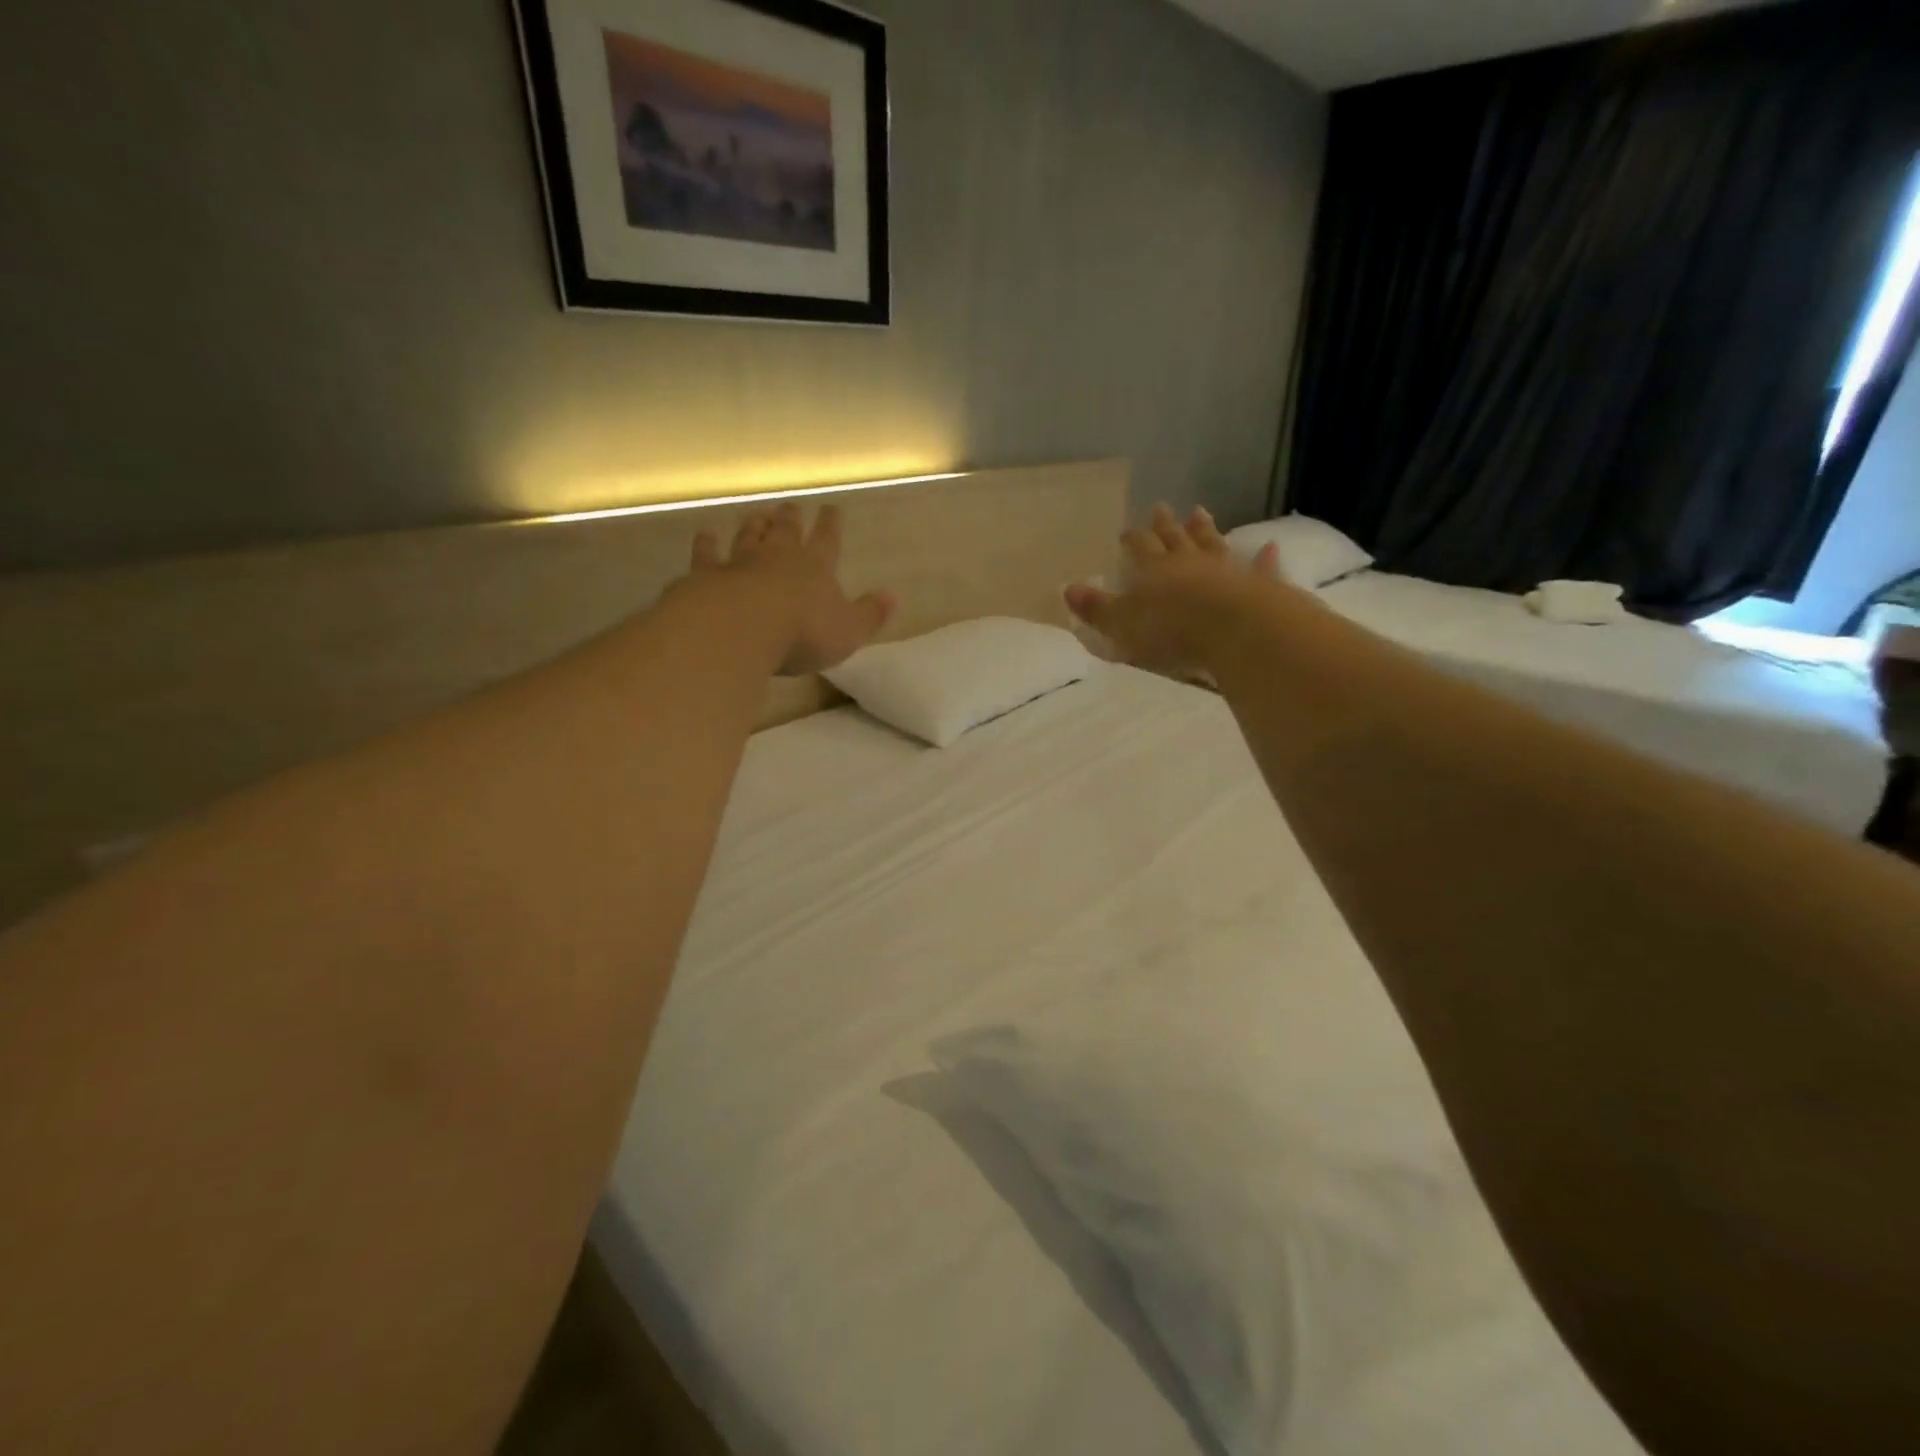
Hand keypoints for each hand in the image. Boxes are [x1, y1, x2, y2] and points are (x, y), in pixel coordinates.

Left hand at [691, 502, 898, 676]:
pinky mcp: (706, 575)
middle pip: (786, 531)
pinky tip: (705, 535)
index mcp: (816, 567)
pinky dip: (707, 544)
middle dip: (792, 518)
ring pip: (749, 536)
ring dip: (755, 525)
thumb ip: (870, 613)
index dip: (831, 524)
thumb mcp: (848, 630)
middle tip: (792, 506)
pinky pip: (707, 555)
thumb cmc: (803, 632)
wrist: (740, 628)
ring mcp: (739, 562)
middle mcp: (778, 556)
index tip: (832, 508)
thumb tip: (893, 595)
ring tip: (758, 514)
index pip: (827, 539)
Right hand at [1065, 505, 1282, 675]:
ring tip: (1200, 511)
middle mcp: (1188, 563)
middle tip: (1161, 507)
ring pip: (1211, 544)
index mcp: (1153, 571)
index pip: (1139, 549)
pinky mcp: (1257, 585)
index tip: (1126, 530)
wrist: (1232, 630)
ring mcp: (1225, 569)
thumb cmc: (1169, 630)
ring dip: (1205, 530)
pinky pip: (1259, 568)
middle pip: (1174, 539)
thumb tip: (1067, 589)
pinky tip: (1269, 547)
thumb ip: (1097, 608)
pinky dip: (1263, 559)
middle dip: (1165, 525)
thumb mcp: (1121, 624)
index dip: (1132, 540)